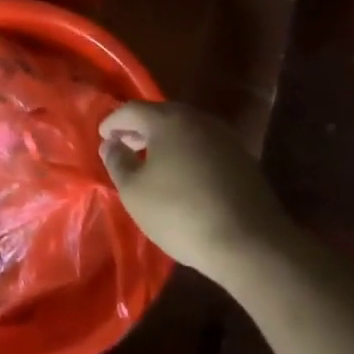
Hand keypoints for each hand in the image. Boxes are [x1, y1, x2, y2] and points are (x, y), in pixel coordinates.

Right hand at [98, 101, 287, 273]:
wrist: (251, 243)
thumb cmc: (181, 213)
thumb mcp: (135, 192)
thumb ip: (118, 162)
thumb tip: (111, 144)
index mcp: (169, 120)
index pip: (132, 110)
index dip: (113, 122)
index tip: (102, 136)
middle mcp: (198, 120)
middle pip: (161, 115)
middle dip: (139, 128)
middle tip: (123, 145)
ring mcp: (224, 138)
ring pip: (185, 130)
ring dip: (164, 141)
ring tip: (150, 161)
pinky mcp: (242, 159)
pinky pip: (203, 146)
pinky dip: (186, 153)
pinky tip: (180, 174)